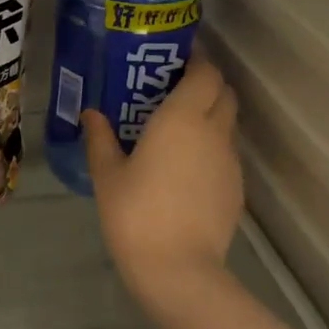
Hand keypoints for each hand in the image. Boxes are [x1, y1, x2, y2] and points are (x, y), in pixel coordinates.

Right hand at [84, 54, 241, 301]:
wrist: (178, 269)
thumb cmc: (135, 213)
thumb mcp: (107, 174)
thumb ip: (100, 138)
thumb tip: (91, 113)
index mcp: (182, 118)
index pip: (206, 72)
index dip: (197, 60)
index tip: (175, 60)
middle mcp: (213, 131)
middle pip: (224, 92)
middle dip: (205, 83)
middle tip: (173, 90)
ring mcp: (230, 160)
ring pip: (228, 123)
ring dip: (210, 115)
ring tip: (178, 128)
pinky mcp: (236, 187)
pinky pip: (227, 152)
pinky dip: (212, 146)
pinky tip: (186, 167)